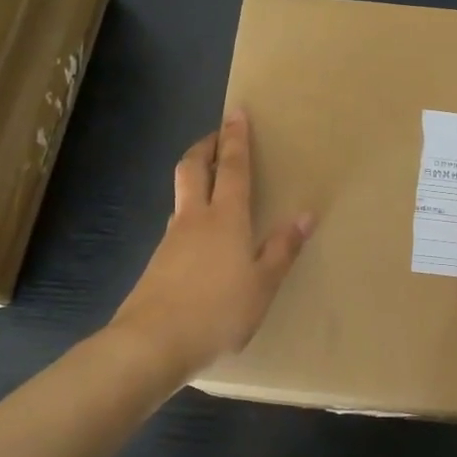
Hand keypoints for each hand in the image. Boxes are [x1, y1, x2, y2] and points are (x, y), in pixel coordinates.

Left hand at [112, 109, 311, 377]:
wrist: (151, 343)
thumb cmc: (216, 311)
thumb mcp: (262, 285)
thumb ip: (282, 249)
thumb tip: (305, 215)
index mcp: (225, 218)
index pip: (232, 167)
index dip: (235, 138)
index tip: (236, 113)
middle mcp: (194, 219)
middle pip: (193, 168)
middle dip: (205, 147)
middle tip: (217, 136)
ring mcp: (171, 240)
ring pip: (181, 195)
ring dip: (195, 179)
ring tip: (212, 184)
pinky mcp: (157, 263)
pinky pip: (177, 225)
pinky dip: (190, 214)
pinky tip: (200, 238)